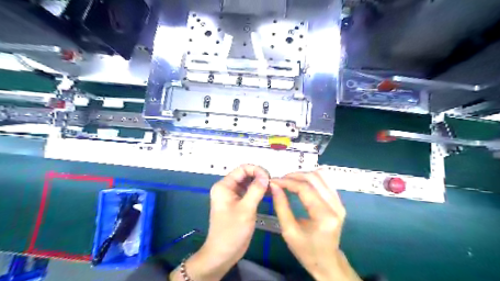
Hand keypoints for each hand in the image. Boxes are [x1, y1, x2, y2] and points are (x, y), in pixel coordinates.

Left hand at [170, 164, 269, 280]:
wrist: (222, 254)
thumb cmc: (232, 232)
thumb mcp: (246, 210)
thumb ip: (256, 190)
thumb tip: (265, 176)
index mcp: (224, 186)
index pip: (242, 169)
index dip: (256, 170)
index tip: (269, 178)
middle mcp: (227, 187)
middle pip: (245, 174)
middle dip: (259, 176)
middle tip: (272, 184)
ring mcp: (232, 195)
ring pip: (248, 183)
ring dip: (259, 184)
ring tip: (272, 188)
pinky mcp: (237, 203)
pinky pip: (248, 192)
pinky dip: (257, 191)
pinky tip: (268, 194)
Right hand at [270, 171, 359, 280]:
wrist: (327, 261)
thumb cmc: (306, 250)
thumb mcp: (289, 231)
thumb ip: (281, 206)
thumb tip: (274, 185)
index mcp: (324, 217)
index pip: (305, 189)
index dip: (287, 182)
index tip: (273, 181)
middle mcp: (335, 206)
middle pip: (314, 178)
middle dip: (294, 176)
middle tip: (280, 180)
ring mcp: (339, 202)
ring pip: (321, 176)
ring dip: (303, 174)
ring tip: (289, 179)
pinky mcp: (339, 201)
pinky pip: (326, 181)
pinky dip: (311, 177)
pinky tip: (301, 181)